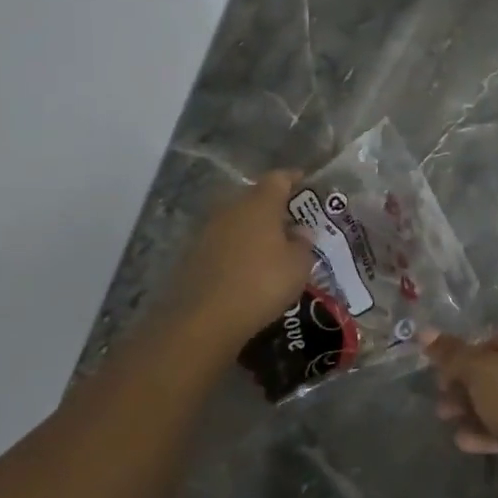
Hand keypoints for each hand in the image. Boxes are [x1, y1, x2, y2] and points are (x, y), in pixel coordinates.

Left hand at [162, 170, 313, 352]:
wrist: (204, 319)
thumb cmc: (262, 284)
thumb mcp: (298, 266)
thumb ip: (303, 244)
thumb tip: (300, 231)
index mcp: (260, 203)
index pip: (278, 178)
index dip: (293, 179)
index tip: (305, 182)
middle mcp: (231, 208)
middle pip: (255, 198)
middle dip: (273, 207)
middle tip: (291, 222)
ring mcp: (208, 230)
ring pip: (236, 220)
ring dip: (252, 229)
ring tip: (270, 248)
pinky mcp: (192, 253)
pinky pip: (222, 242)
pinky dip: (236, 249)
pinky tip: (246, 267)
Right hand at [427, 327, 497, 497]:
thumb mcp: (479, 370)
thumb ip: (451, 354)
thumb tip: (423, 331)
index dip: (473, 349)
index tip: (450, 365)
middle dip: (464, 382)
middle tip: (440, 393)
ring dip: (469, 407)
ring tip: (444, 416)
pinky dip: (484, 431)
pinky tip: (462, 440)